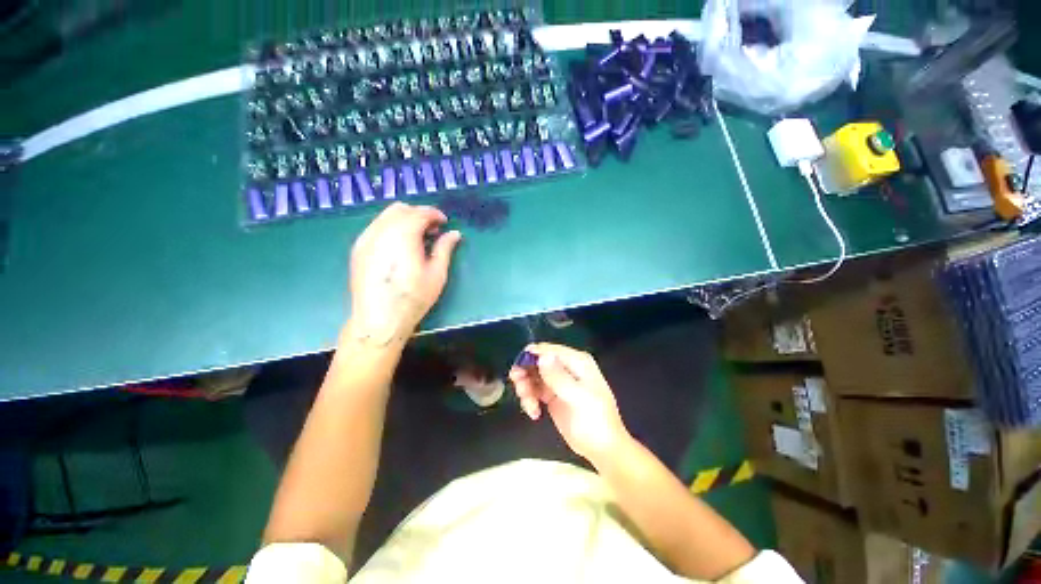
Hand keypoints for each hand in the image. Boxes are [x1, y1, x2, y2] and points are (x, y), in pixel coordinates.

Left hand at [346, 203, 461, 346]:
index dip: (435, 214)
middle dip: (419, 214)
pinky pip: (375, 227)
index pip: (419, 213)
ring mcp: (365, 239)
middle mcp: (381, 231)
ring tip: (416, 239)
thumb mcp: (437, 274)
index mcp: (403, 235)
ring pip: (385, 216)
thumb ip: (445, 248)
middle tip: (432, 231)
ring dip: (404, 220)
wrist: (379, 319)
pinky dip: (390, 228)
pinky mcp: (358, 249)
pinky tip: (399, 246)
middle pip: (400, 209)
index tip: (445, 223)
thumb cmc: (413, 297)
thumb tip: (454, 234)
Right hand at [509, 343, 630, 462]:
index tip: (518, 372)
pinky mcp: (552, 395)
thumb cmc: (595, 421)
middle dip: (525, 374)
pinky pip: (534, 390)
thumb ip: (559, 377)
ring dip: (526, 389)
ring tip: (530, 406)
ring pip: (532, 375)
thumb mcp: (578, 398)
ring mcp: (558, 381)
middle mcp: (566, 367)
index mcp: (577, 361)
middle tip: (521, 390)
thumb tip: (542, 356)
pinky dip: (530, 399)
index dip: (531, 357)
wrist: (602, 450)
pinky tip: (534, 413)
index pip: (548, 350)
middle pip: (537, 361)